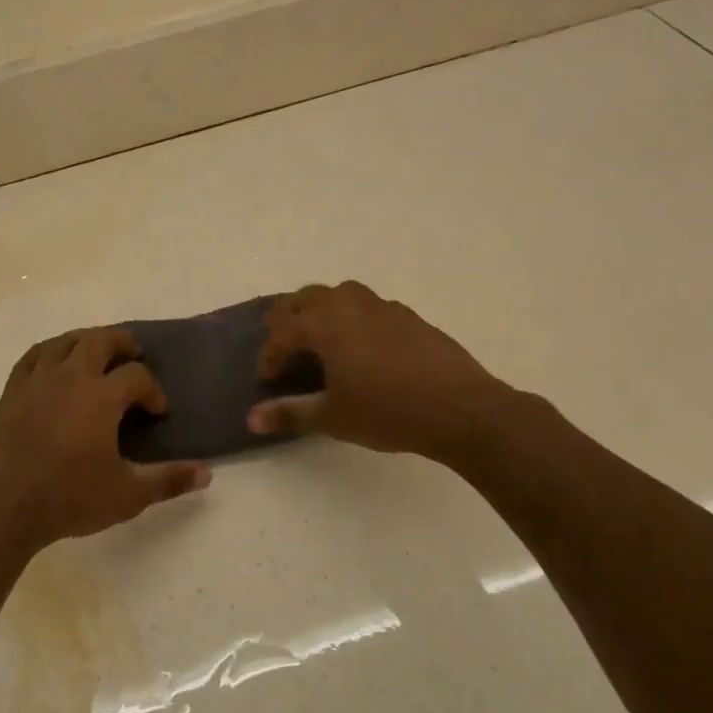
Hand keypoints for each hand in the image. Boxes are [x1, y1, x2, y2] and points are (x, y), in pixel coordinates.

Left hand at [0, 327, 211, 549]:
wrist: (5, 505)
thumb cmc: (70, 498)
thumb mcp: (128, 495)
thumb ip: (168, 480)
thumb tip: (206, 474)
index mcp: (102, 396)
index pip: (137, 376)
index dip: (152, 389)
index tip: (156, 411)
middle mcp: (71, 377)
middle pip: (100, 341)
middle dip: (122, 344)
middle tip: (133, 354)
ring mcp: (37, 380)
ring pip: (65, 342)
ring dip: (86, 340)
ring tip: (96, 351)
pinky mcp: (12, 391)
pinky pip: (33, 356)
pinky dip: (50, 351)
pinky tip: (54, 361)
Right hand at [247, 281, 509, 460]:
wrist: (461, 409)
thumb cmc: (388, 412)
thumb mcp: (332, 418)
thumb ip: (290, 414)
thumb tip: (252, 419)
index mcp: (325, 325)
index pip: (283, 332)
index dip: (270, 354)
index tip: (267, 378)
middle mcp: (349, 305)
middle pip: (306, 298)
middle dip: (288, 318)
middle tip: (283, 343)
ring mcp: (383, 307)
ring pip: (340, 294)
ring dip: (321, 309)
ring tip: (319, 337)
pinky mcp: (409, 317)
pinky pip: (368, 306)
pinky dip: (353, 317)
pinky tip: (362, 346)